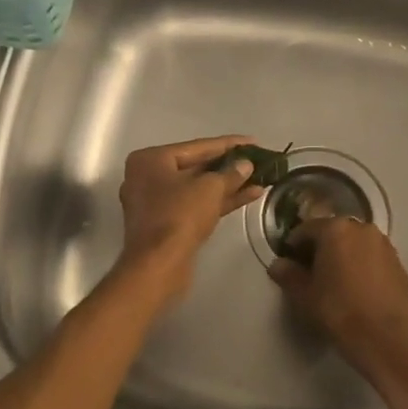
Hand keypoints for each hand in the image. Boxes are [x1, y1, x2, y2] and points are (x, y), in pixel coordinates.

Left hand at [115, 136, 265, 307]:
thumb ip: (230, 173)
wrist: (158, 266)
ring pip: (197, 188)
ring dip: (228, 185)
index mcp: (150, 160)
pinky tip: (248, 196)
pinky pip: (195, 205)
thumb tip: (245, 165)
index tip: (253, 141)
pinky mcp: (166, 225)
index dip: (228, 144)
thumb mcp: (209, 188)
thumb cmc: (179, 216)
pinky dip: (219, 201)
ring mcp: (155, 203)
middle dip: (228, 166)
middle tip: (257, 160)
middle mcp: (148, 178)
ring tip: (259, 179)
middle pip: (195, 167)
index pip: (196, 146)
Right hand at [269, 216, 407, 373]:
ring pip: (356, 244)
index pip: (307, 229)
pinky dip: (363, 266)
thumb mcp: (303, 294)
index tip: (289, 261)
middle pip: (334, 232)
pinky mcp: (399, 264)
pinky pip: (373, 258)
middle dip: (321, 247)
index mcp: (335, 229)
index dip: (294, 245)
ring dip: (344, 255)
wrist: (383, 337)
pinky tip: (358, 288)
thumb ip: (288, 274)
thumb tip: (278, 265)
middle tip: (311, 271)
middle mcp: (362, 229)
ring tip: (336, 279)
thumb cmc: (337, 310)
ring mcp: (384, 245)